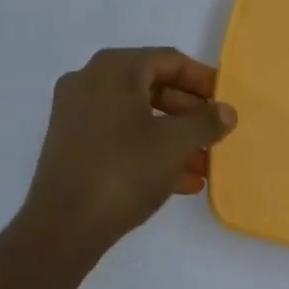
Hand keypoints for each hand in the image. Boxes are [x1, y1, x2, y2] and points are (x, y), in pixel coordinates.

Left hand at [16, 47, 237, 253]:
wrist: (62, 228)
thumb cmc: (123, 172)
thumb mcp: (175, 144)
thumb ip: (206, 122)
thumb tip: (227, 111)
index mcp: (114, 69)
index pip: (169, 60)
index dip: (202, 79)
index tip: (225, 101)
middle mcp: (90, 82)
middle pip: (153, 87)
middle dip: (189, 113)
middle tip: (215, 133)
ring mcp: (76, 114)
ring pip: (138, 115)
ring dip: (173, 136)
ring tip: (204, 164)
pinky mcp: (71, 145)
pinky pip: (119, 136)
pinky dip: (149, 150)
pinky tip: (181, 181)